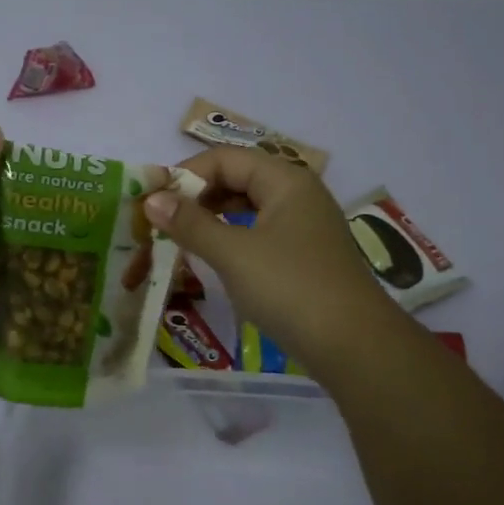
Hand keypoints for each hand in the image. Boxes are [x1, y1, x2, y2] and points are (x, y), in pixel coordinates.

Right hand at [141, 147, 392, 371]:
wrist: (353, 346)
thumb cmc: (290, 288)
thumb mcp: (233, 253)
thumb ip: (190, 224)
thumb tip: (151, 200)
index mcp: (285, 180)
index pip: (223, 159)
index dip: (183, 175)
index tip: (150, 201)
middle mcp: (296, 194)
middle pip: (235, 179)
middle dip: (194, 196)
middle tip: (159, 221)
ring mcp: (301, 226)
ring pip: (245, 207)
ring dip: (208, 218)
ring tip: (176, 237)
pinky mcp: (300, 255)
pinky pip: (255, 232)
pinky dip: (228, 238)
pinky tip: (209, 255)